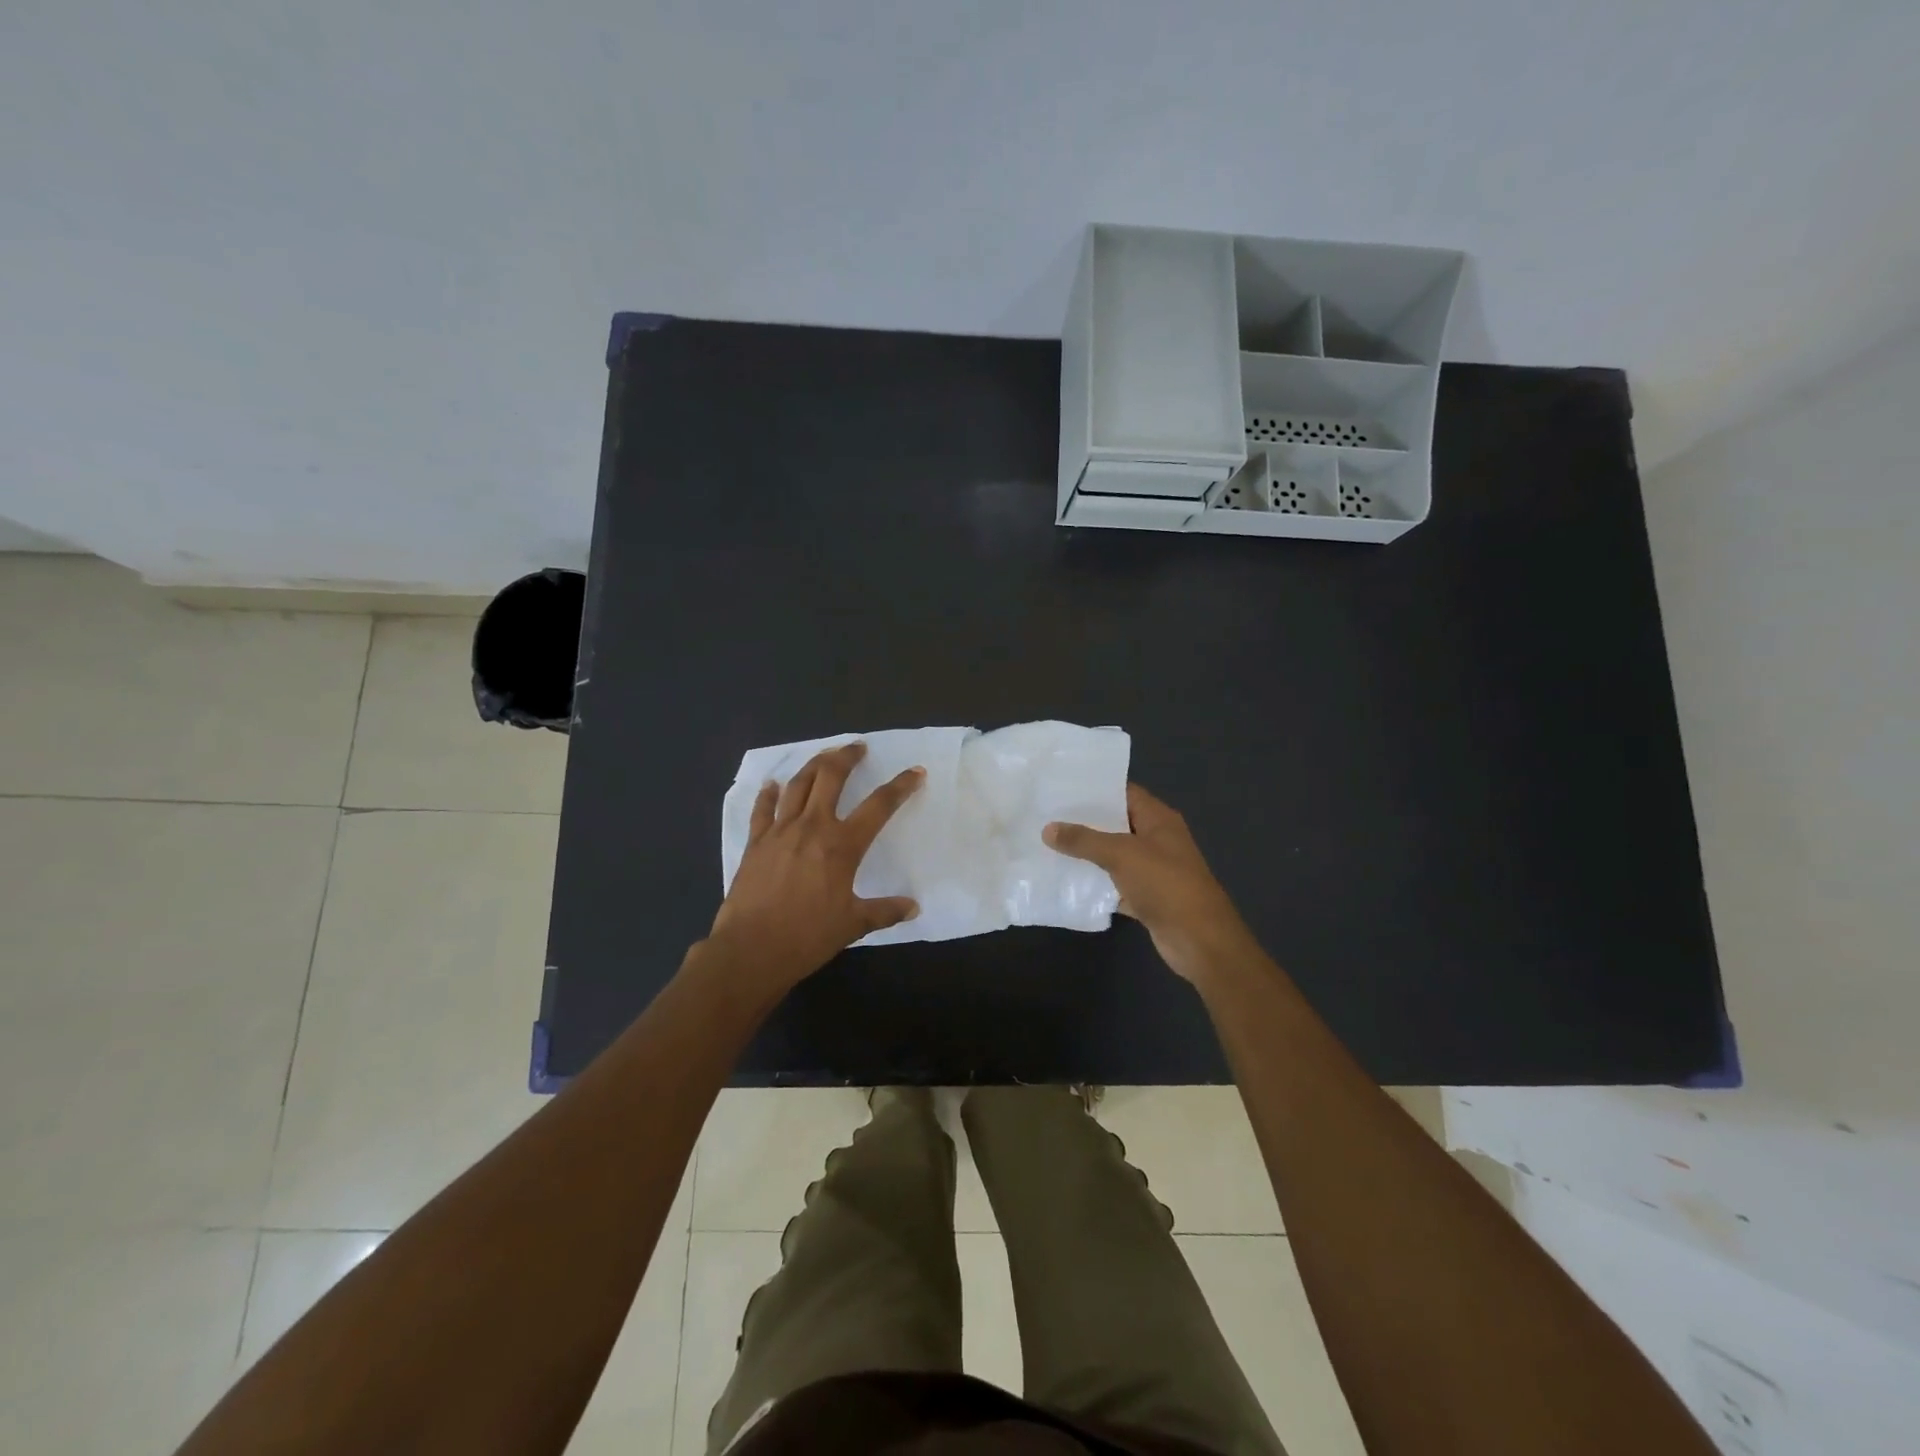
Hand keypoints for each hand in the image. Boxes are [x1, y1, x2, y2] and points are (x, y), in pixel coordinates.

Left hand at [706, 742, 923, 994]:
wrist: (751, 950)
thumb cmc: (807, 936)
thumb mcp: (853, 924)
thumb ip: (885, 911)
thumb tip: (913, 907)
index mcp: (842, 845)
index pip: (879, 806)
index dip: (900, 786)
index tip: (915, 773)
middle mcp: (812, 827)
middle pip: (831, 777)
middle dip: (846, 757)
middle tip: (857, 747)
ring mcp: (780, 831)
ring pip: (798, 785)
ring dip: (813, 765)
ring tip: (824, 756)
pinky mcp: (755, 842)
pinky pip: (762, 809)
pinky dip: (768, 794)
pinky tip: (772, 785)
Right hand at [1044, 783, 1254, 984]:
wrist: (1198, 939)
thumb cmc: (1165, 884)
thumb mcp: (1122, 854)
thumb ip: (1084, 840)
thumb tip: (1048, 828)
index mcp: (1158, 819)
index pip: (1124, 792)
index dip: (1095, 789)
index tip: (1061, 787)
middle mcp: (1157, 840)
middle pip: (1116, 823)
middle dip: (1084, 822)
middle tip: (1046, 815)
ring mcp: (1152, 870)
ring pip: (1114, 856)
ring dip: (1087, 854)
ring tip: (1048, 844)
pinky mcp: (1146, 897)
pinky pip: (1114, 884)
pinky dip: (1095, 884)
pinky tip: (1066, 881)